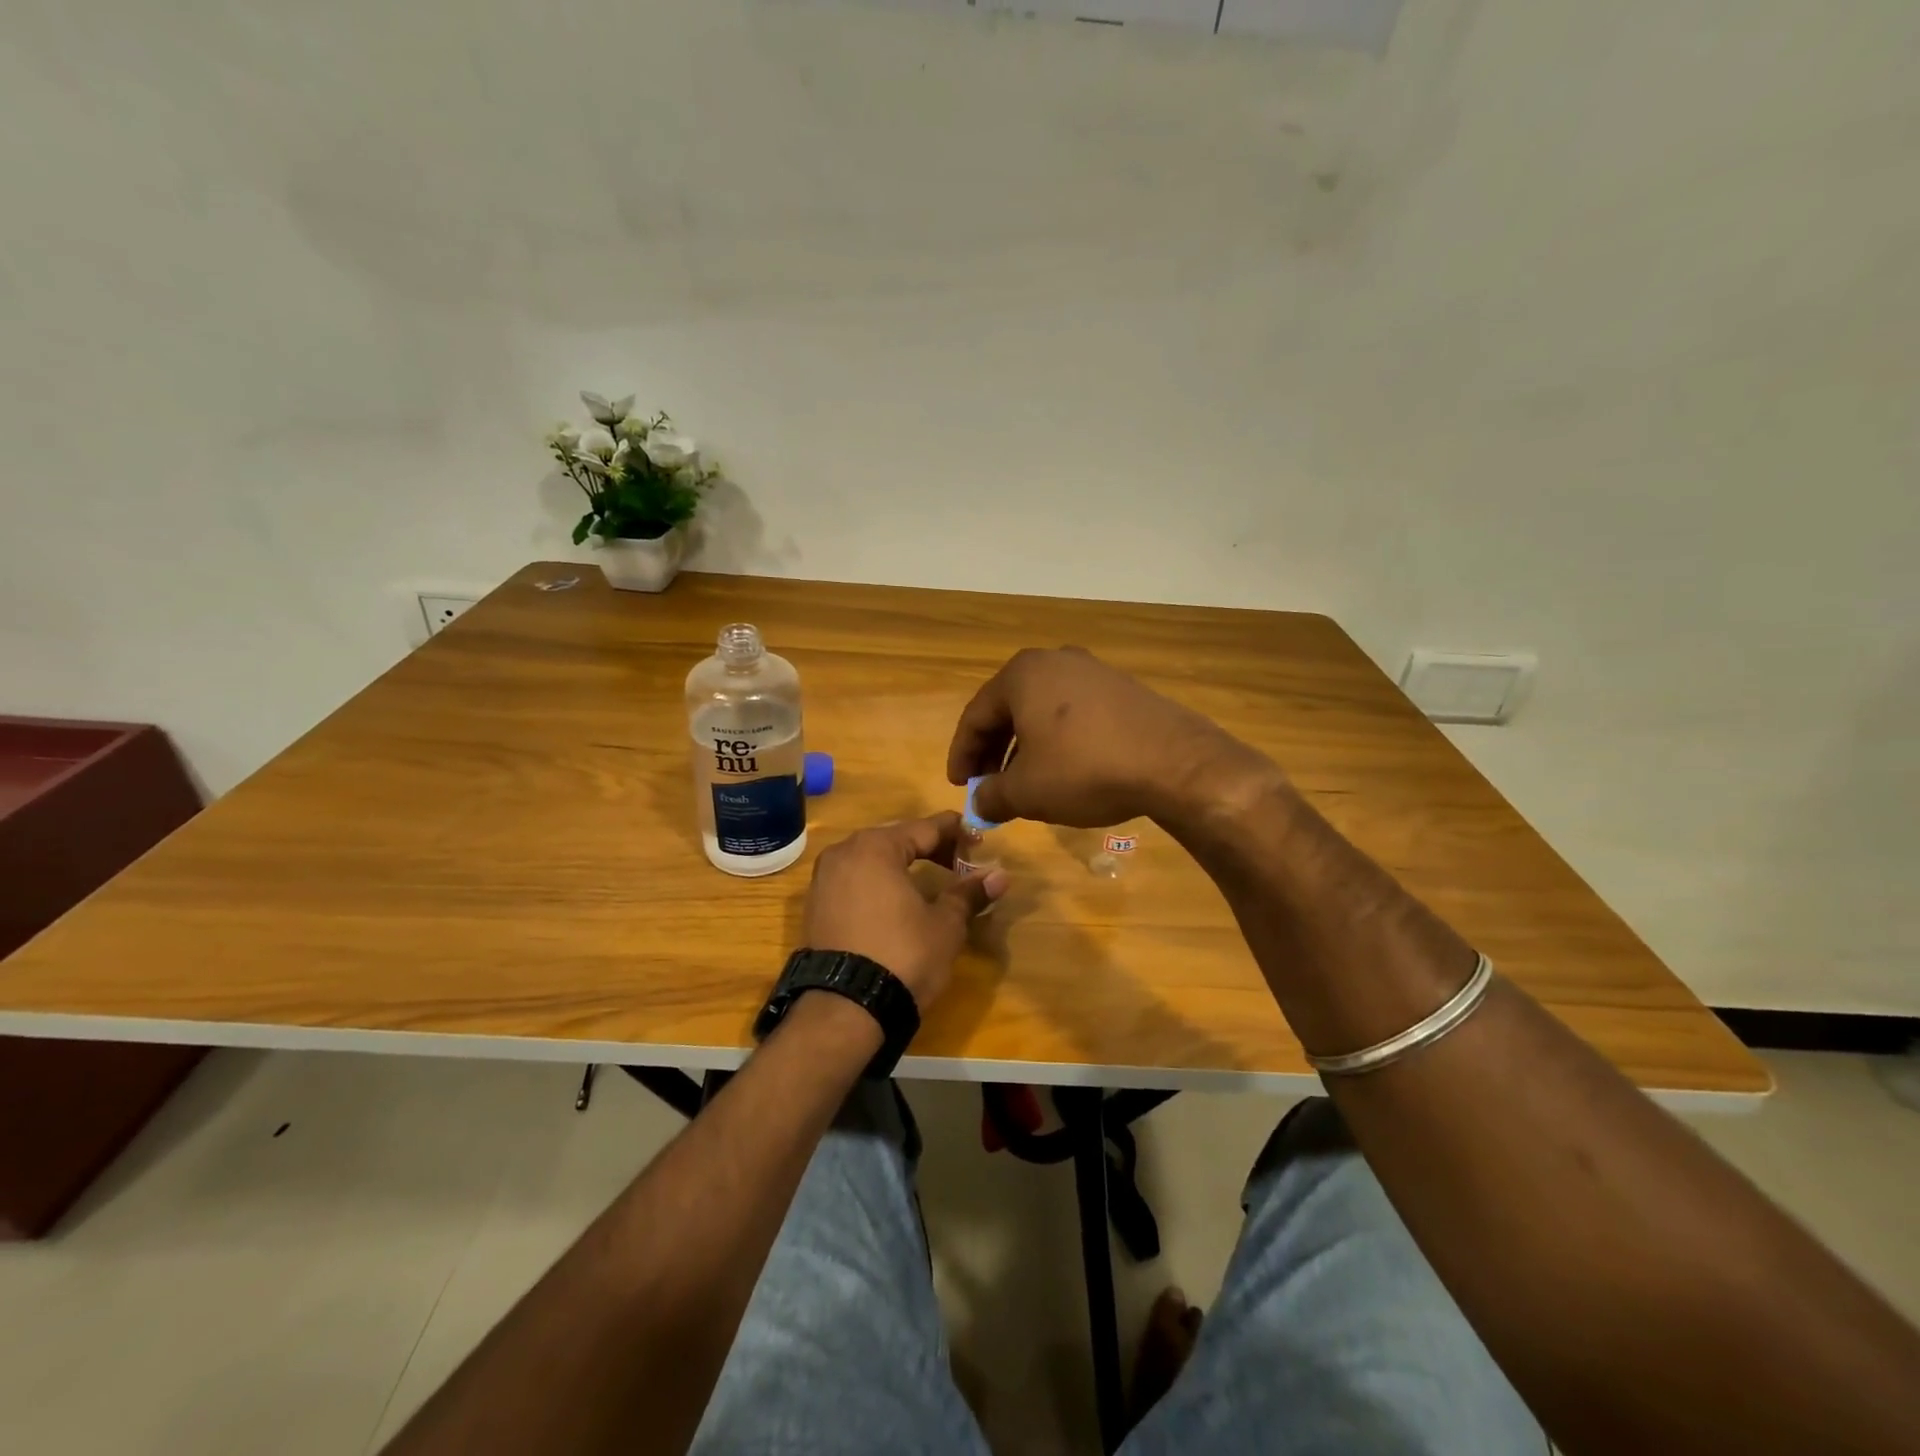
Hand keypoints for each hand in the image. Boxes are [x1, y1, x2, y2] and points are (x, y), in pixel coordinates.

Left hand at [802, 813, 1007, 1010]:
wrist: (845, 1010)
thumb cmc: (903, 956)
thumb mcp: (945, 924)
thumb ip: (969, 893)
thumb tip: (1000, 875)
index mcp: (875, 847)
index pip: (925, 828)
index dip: (956, 833)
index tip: (980, 841)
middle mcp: (844, 852)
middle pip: (897, 839)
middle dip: (930, 848)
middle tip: (960, 864)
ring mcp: (824, 879)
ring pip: (873, 860)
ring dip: (903, 866)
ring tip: (932, 883)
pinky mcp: (815, 907)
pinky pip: (855, 881)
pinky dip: (879, 884)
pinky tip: (898, 902)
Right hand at [946, 647, 1275, 828]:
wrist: (1174, 763)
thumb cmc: (1084, 770)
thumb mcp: (1027, 792)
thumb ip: (992, 796)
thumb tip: (980, 803)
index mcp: (1022, 675)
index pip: (975, 716)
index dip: (962, 755)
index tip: (959, 786)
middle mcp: (1054, 661)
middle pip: (1008, 708)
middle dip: (993, 751)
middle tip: (987, 785)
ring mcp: (1092, 671)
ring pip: (1041, 711)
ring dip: (1024, 747)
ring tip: (1023, 782)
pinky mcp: (1122, 688)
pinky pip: (1073, 713)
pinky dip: (1057, 740)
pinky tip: (1064, 769)